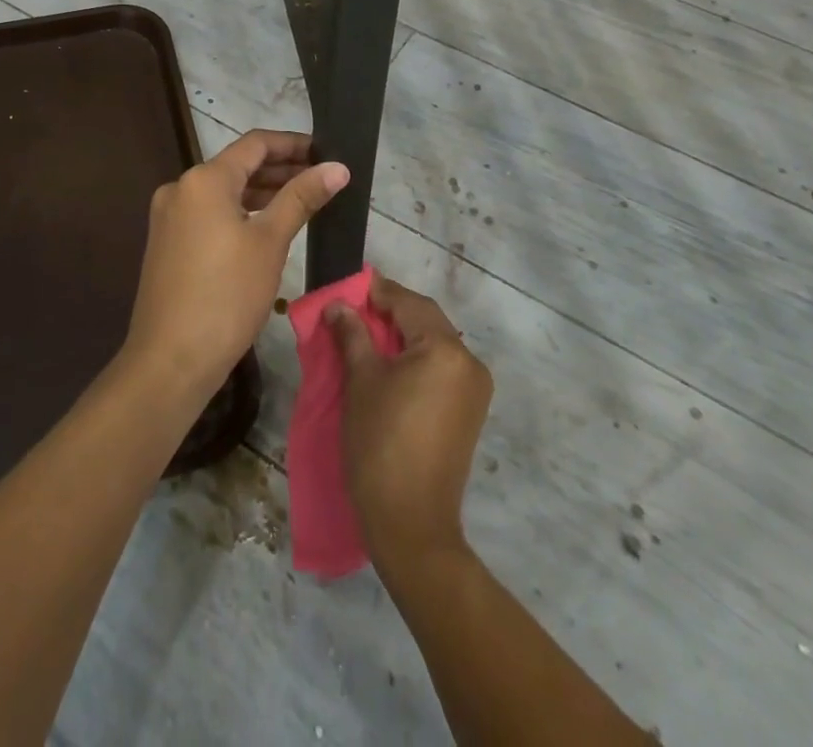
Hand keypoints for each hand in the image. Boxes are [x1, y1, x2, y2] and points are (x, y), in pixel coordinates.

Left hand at [124, 130, 348, 401]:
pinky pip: (210, 213)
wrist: (170, 359)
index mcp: (204, 179)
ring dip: (262, 192)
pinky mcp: (167, 242)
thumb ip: (302, 197)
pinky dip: (240, 212)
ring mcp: (170, 216)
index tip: (326, 151)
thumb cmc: (227, 295)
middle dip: (281, 169)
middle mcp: (181, 187)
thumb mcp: (270, 242)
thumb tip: (337, 166)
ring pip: (224, 191)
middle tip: (322, 178)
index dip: (293, 143)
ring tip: (303, 201)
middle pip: (238, 165)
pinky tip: (267, 227)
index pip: (255, 144)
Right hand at [328, 273, 492, 572]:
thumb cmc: (380, 443)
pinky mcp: (469, 411)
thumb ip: (352, 335)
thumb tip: (338, 305)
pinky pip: (441, 367)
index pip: (408, 302)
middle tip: (352, 310)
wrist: (411, 524)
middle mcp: (469, 361)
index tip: (347, 288)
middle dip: (389, 311)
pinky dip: (415, 357)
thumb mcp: (360, 381)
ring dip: (402, 334)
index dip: (376, 291)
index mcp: (446, 349)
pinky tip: (388, 363)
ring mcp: (474, 389)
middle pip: (425, 320)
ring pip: (434, 343)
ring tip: (364, 335)